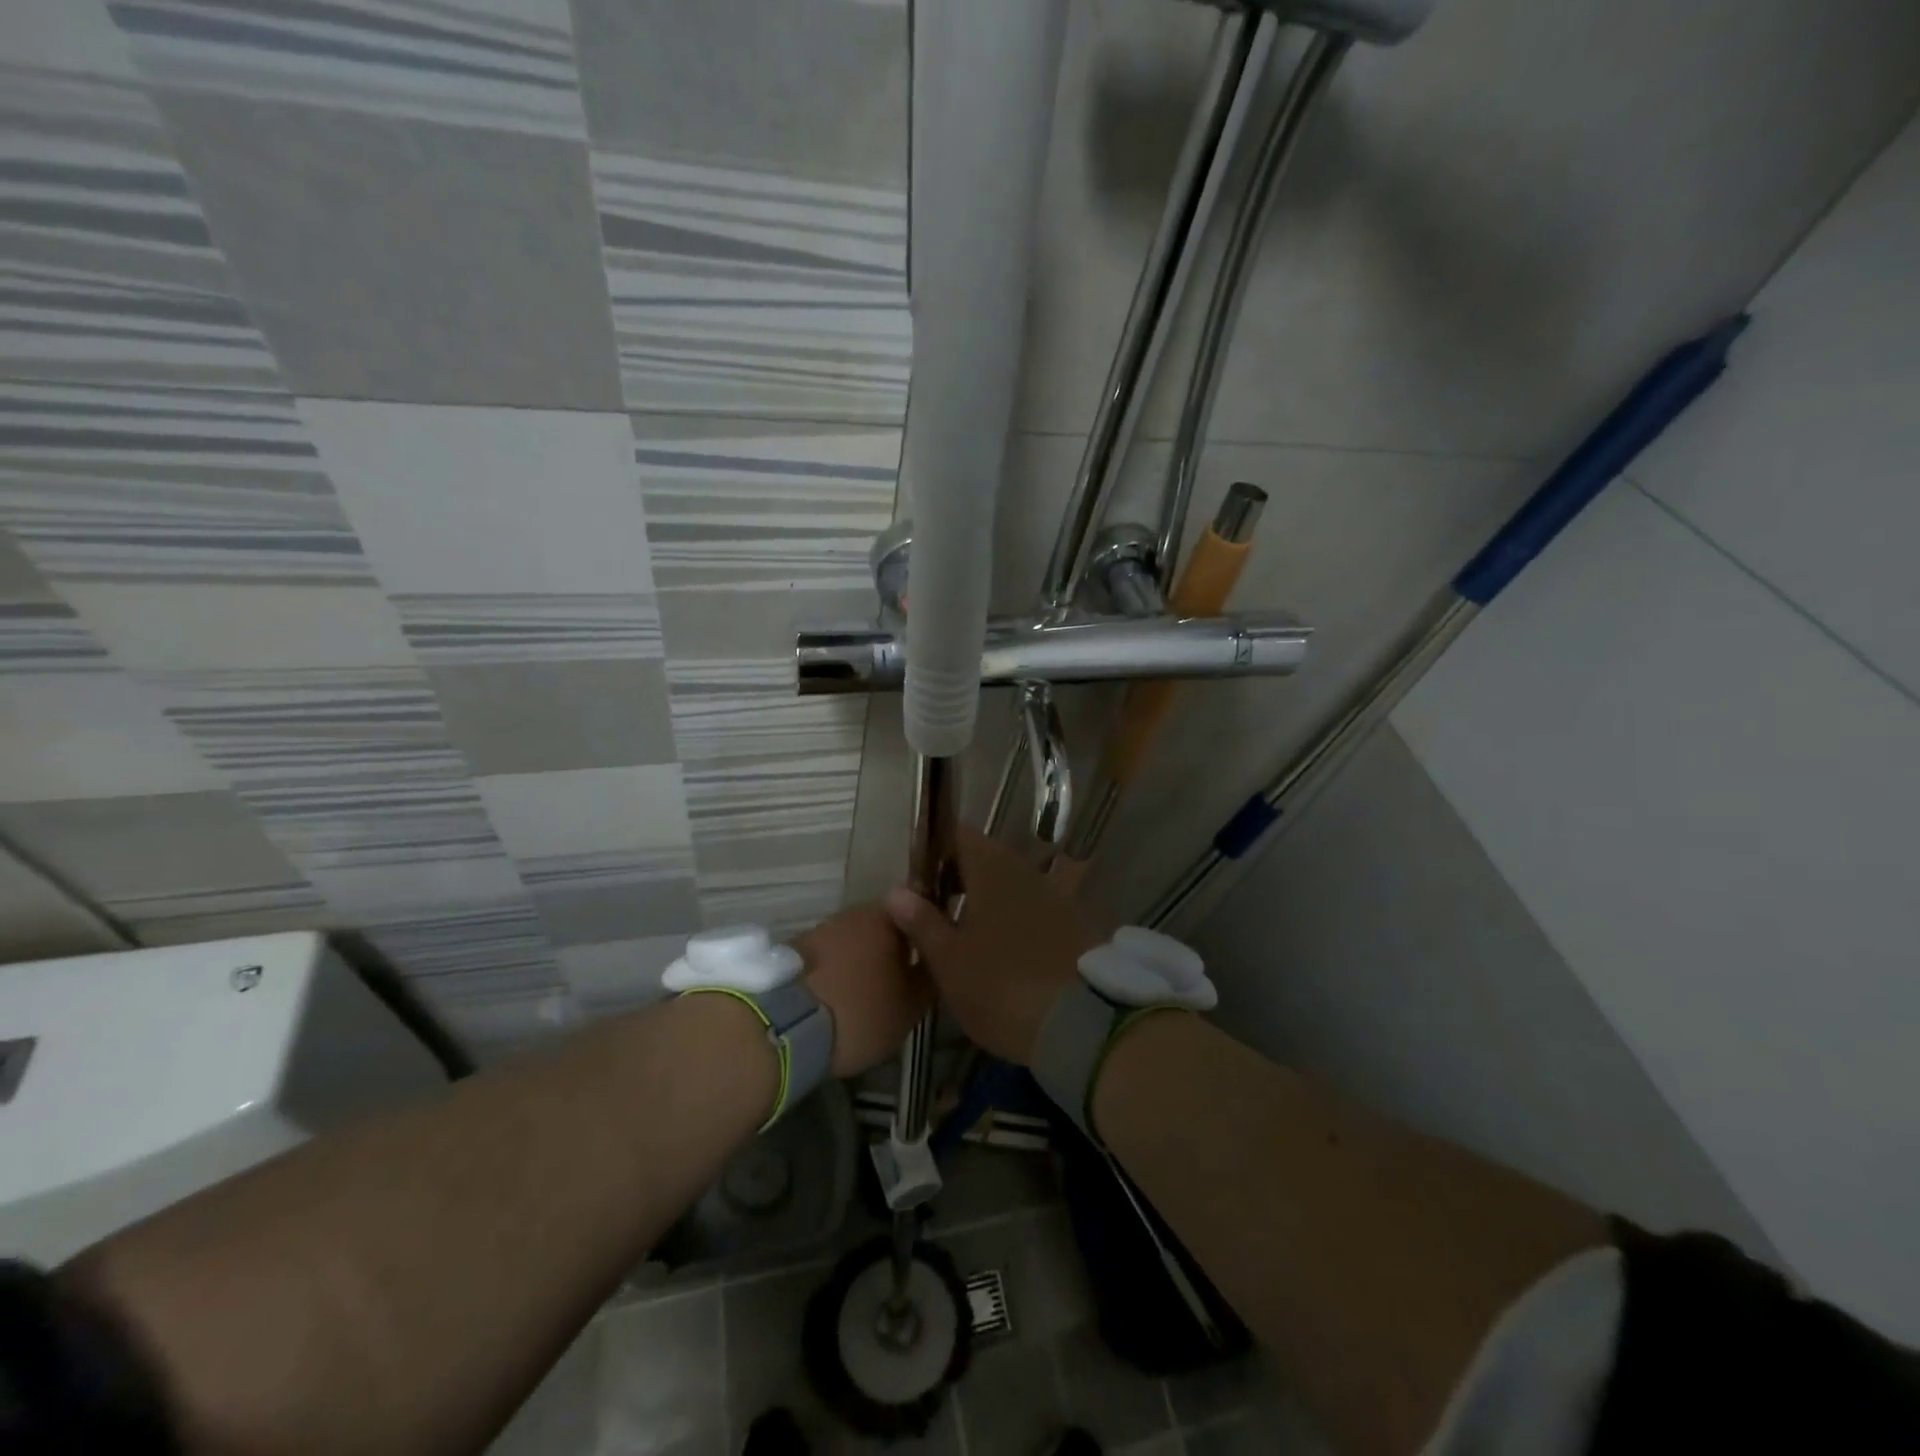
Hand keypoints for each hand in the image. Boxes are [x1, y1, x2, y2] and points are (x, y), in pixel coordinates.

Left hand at [793, 903, 932, 1075]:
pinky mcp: (795, 949)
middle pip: (884, 926)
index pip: (919, 912)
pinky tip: (840, 997)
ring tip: (869, 994)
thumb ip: (929, 979)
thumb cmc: (860, 1012)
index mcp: (888, 916)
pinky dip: (838, 971)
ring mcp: (822, 928)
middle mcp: (854, 912)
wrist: (783, 1027)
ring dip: (864, 960)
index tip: (933, 958)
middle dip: (894, 949)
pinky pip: (829, 957)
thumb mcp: (910, 1007)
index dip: (928, 934)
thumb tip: (937, 962)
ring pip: (855, 941)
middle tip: (903, 981)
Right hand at [885, 829, 1106, 1063]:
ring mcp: (1055, 894)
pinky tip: (1004, 950)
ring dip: (987, 899)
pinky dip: (1014, 918)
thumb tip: (897, 890)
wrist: (1082, 1023)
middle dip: (959, 876)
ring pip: (1011, 884)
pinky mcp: (1075, 922)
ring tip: (965, 933)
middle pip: (986, 858)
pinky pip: (1034, 907)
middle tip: (934, 909)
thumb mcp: (950, 961)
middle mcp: (1025, 870)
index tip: (917, 877)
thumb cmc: (1001, 986)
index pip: (958, 835)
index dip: (934, 850)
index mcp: (991, 868)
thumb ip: (922, 922)